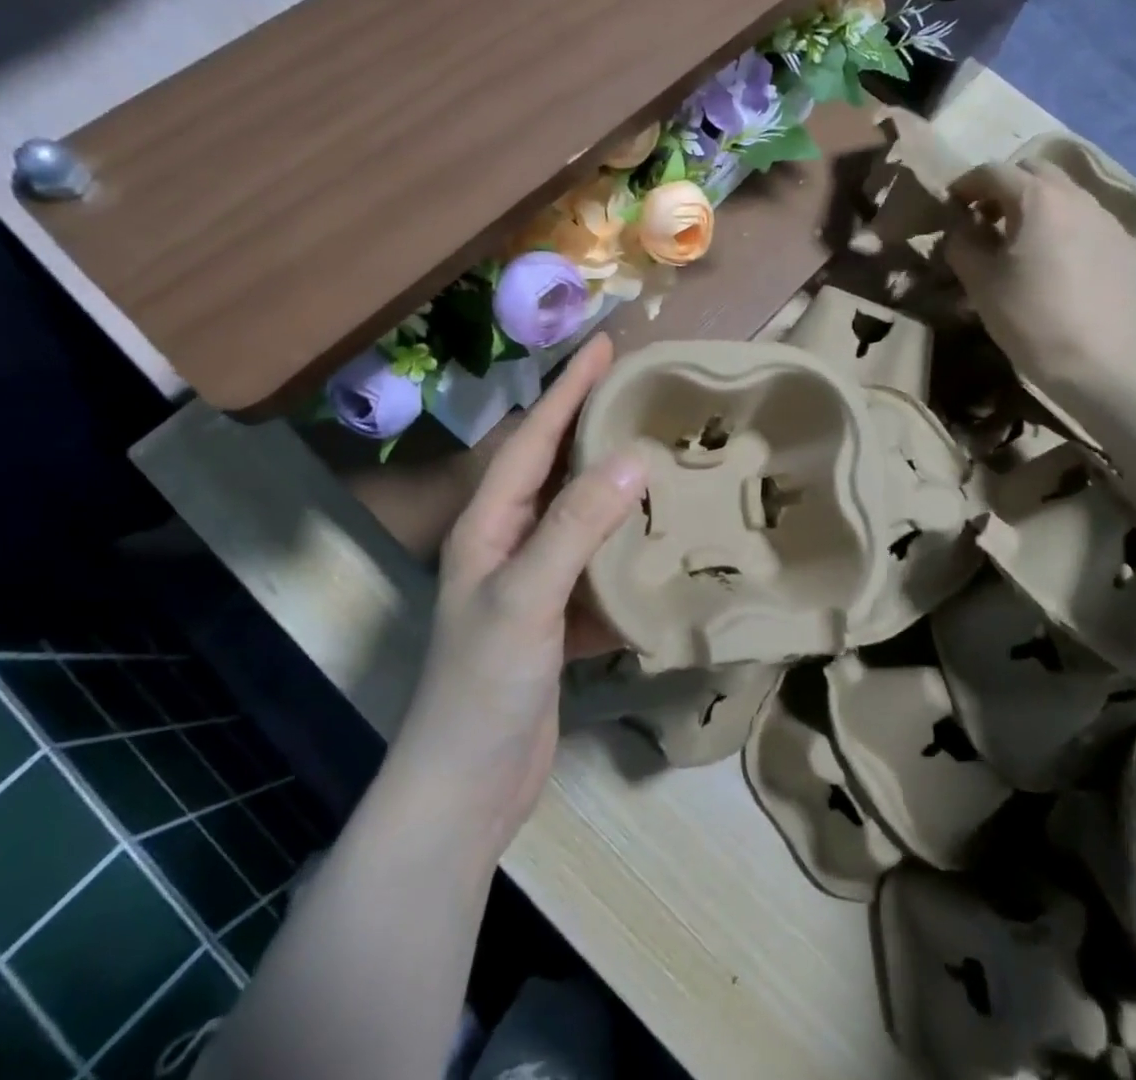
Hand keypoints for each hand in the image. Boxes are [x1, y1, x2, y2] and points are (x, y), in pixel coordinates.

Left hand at [394, 337, 645, 854]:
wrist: (466, 791)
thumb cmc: (483, 685)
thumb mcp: (526, 597)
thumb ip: (576, 526)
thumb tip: (634, 459)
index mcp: (490, 524)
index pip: (534, 438)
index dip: (569, 389)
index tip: (605, 344)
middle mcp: (510, 543)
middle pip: (559, 471)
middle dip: (596, 429)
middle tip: (646, 395)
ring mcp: (536, 585)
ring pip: (585, 521)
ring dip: (621, 492)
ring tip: (668, 460)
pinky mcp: (560, 623)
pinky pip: (601, 572)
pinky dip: (631, 557)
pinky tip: (669, 547)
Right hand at [944, 160, 1135, 394]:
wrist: (1094, 363)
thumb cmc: (1027, 316)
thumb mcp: (978, 279)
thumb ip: (962, 241)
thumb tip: (963, 227)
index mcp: (1037, 199)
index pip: (992, 172)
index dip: (965, 185)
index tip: (951, 207)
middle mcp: (1077, 197)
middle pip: (1034, 171)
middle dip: (1004, 187)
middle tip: (986, 219)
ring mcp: (1106, 219)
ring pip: (1063, 193)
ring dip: (1035, 205)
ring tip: (1020, 241)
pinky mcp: (1122, 244)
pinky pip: (1085, 219)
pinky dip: (1061, 225)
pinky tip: (1053, 261)